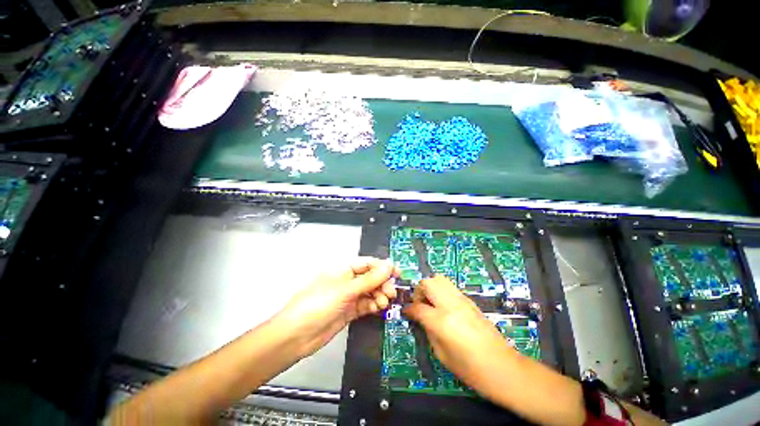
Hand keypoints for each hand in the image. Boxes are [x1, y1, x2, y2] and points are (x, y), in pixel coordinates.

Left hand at [275, 257, 399, 356]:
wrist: (296, 336)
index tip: (397, 273)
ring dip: (379, 295)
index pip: (367, 263)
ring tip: (384, 302)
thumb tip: (389, 265)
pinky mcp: (349, 311)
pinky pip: (365, 304)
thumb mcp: (346, 290)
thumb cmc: (318, 304)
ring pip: (369, 291)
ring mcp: (348, 296)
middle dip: (382, 283)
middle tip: (391, 292)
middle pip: (370, 278)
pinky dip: (373, 305)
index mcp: (343, 269)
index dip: (382, 267)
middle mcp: (346, 280)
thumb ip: (369, 279)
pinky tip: (378, 307)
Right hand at [403, 275, 515, 391]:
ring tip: (431, 302)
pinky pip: (450, 287)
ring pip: (440, 279)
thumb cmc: (471, 370)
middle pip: (428, 283)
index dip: (408, 309)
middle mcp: (451, 305)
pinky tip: (444, 306)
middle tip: (419, 304)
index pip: (417, 307)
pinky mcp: (470, 301)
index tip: (406, 311)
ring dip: (431, 287)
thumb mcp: (441, 355)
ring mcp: (462, 300)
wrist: (503, 368)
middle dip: (419, 291)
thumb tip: (420, 318)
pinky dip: (442, 291)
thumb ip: (428, 331)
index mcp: (442, 321)